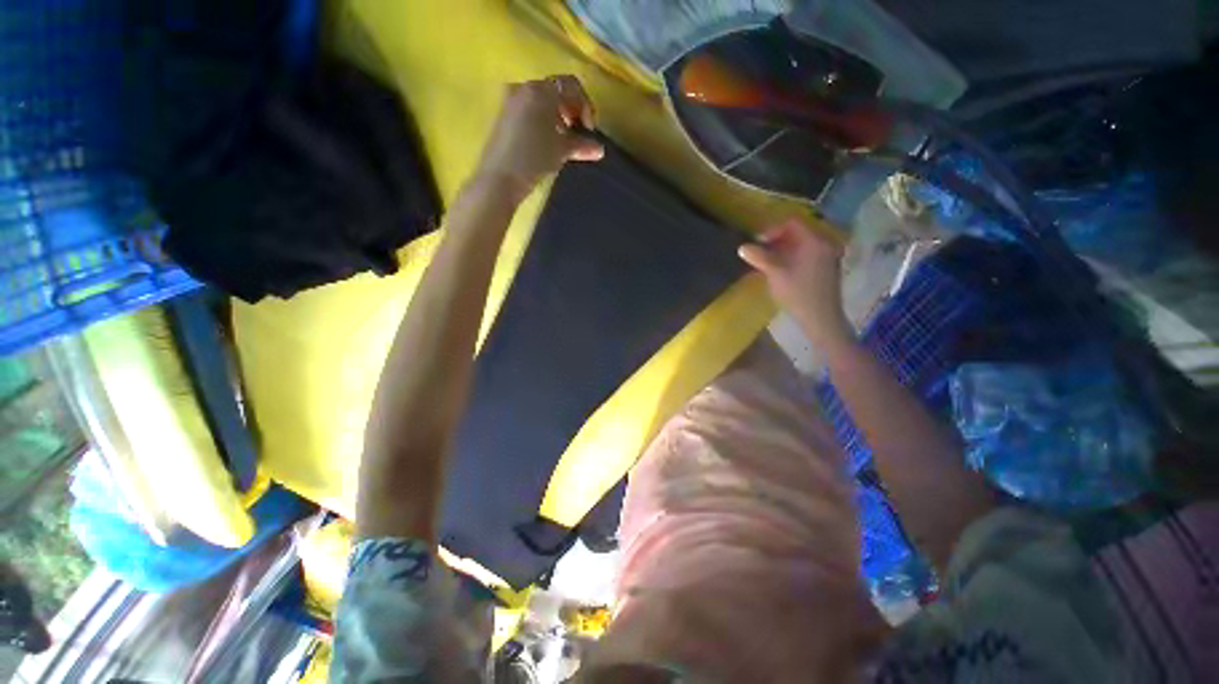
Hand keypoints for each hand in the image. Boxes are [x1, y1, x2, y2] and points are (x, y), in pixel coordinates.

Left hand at [474, 75, 604, 202]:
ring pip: (542, 102)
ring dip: (558, 118)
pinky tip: (547, 143)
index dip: (585, 106)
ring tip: (563, 141)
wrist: (500, 178)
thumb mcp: (562, 150)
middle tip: (578, 134)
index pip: (571, 86)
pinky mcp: (504, 116)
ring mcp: (511, 101)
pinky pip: (530, 111)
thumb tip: (599, 149)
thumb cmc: (534, 158)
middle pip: (556, 91)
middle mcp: (524, 88)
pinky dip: (543, 122)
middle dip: (571, 111)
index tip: (588, 130)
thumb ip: (581, 145)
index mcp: (541, 90)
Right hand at [739, 219, 854, 350]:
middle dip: (777, 240)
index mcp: (815, 241)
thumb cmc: (798, 293)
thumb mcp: (775, 273)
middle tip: (761, 252)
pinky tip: (782, 270)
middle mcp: (825, 243)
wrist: (821, 318)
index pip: (793, 223)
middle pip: (798, 232)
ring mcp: (828, 256)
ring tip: (768, 262)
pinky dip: (793, 256)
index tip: (759, 243)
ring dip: (784, 249)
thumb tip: (742, 247)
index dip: (773, 229)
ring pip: (802, 244)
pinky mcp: (827, 267)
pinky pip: (808, 253)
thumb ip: (759, 257)